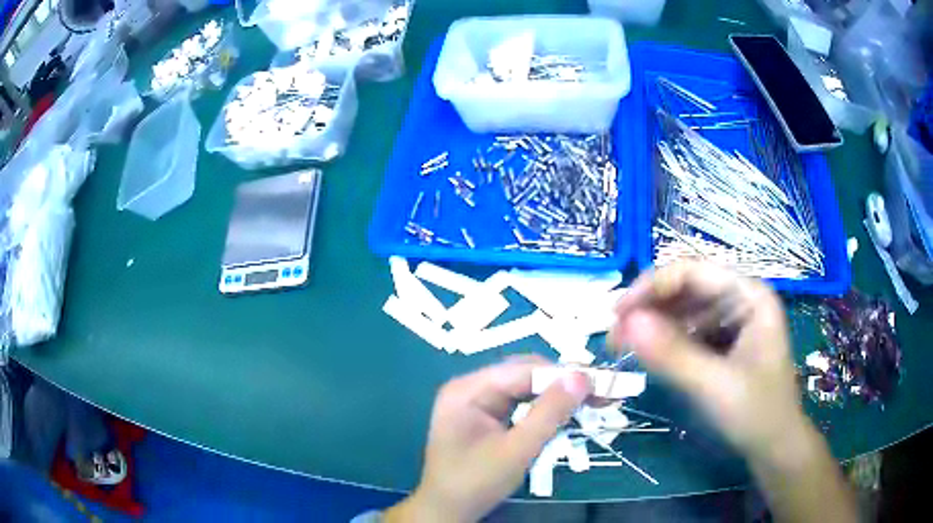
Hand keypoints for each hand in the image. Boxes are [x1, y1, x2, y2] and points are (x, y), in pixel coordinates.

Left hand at [386, 355, 591, 522]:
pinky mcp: (484, 414)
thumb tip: (581, 377)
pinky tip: (565, 413)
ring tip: (590, 401)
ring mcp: (475, 400)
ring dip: (556, 395)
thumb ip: (548, 414)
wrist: (447, 510)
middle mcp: (470, 387)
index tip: (599, 383)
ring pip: (524, 387)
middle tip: (600, 395)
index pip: (522, 370)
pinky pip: (519, 402)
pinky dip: (543, 407)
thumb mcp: (516, 451)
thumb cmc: (476, 483)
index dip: (562, 374)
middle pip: (524, 375)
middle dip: (562, 384)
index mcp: (468, 390)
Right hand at [608, 262, 807, 462]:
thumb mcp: (714, 386)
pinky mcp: (726, 341)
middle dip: (650, 308)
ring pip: (686, 310)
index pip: (694, 271)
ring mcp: (734, 320)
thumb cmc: (755, 414)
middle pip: (688, 288)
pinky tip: (652, 356)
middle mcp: (742, 299)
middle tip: (614, 336)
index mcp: (750, 296)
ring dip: (655, 325)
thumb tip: (625, 322)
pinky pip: (691, 331)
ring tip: (625, 347)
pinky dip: (668, 341)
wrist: (774, 447)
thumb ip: (672, 355)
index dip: (652, 286)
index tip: (617, 314)